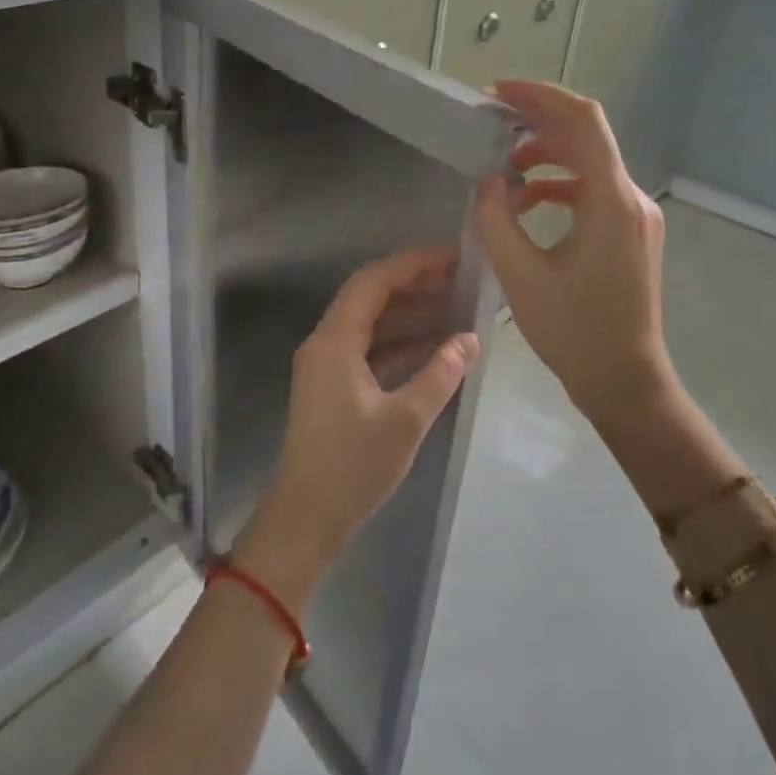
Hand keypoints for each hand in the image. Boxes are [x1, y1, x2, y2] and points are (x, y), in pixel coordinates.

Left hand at [236, 249, 480, 614]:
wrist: (306, 518)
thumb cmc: (353, 467)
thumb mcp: (405, 420)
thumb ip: (440, 374)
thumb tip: (469, 338)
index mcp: (334, 342)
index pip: (373, 282)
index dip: (413, 263)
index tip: (453, 256)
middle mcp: (326, 343)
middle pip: (370, 297)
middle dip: (414, 283)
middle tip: (461, 278)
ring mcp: (327, 365)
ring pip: (371, 323)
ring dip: (409, 312)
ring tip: (456, 304)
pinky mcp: (334, 386)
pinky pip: (370, 349)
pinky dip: (400, 343)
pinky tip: (436, 346)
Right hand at [474, 81, 675, 423]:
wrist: (623, 380)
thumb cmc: (573, 330)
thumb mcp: (519, 273)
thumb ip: (496, 218)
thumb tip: (489, 182)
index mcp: (610, 201)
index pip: (582, 121)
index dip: (539, 97)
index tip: (497, 94)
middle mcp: (630, 198)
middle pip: (586, 136)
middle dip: (537, 122)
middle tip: (491, 122)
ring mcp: (634, 216)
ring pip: (588, 162)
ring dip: (545, 156)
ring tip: (503, 169)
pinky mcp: (629, 233)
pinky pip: (592, 191)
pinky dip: (557, 186)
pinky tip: (526, 203)